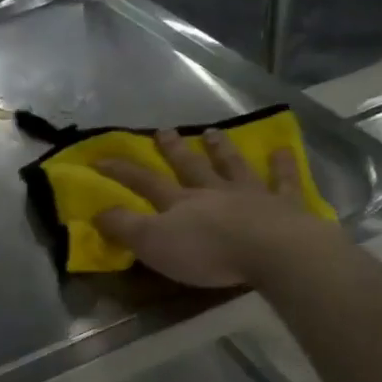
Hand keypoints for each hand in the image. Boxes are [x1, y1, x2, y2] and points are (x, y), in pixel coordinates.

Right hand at [95, 128, 333, 287]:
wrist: (270, 251)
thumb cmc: (207, 251)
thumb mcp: (153, 243)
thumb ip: (124, 227)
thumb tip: (97, 211)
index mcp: (180, 203)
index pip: (144, 182)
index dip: (121, 171)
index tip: (101, 158)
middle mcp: (213, 192)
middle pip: (190, 167)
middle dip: (174, 150)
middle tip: (164, 130)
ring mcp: (250, 195)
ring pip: (231, 166)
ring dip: (221, 149)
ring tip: (213, 132)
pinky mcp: (284, 206)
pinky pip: (283, 181)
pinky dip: (281, 166)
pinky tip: (282, 150)